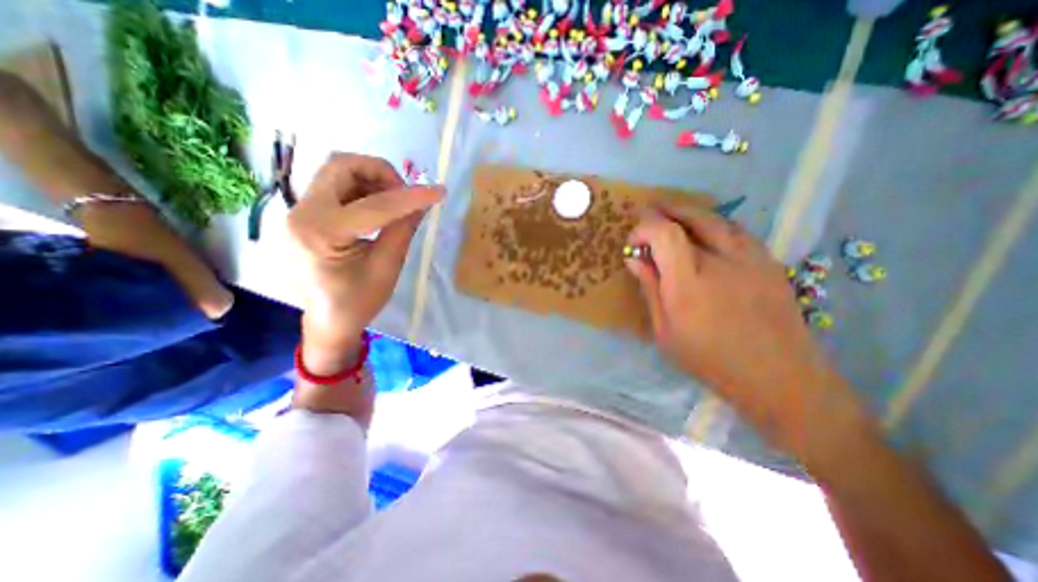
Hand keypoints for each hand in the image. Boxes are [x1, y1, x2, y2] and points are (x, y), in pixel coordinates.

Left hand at [286, 155, 439, 372]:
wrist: (327, 321)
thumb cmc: (358, 302)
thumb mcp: (387, 267)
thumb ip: (403, 229)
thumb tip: (423, 202)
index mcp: (320, 233)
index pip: (373, 205)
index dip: (410, 197)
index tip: (438, 191)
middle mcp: (302, 213)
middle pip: (341, 166)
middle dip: (381, 173)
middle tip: (406, 193)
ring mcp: (300, 211)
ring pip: (337, 171)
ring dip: (372, 178)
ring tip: (396, 200)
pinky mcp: (307, 214)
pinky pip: (336, 185)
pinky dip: (363, 187)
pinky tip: (380, 206)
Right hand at [623, 208, 860, 452]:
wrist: (777, 375)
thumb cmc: (709, 359)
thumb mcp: (665, 331)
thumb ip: (650, 288)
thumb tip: (634, 259)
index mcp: (688, 283)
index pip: (664, 233)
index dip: (644, 227)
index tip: (634, 241)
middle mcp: (720, 262)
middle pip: (689, 217)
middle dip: (663, 212)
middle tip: (648, 214)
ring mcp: (749, 258)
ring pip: (714, 218)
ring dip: (687, 213)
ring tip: (671, 216)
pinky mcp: (767, 260)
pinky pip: (734, 229)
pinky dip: (712, 223)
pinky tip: (703, 232)